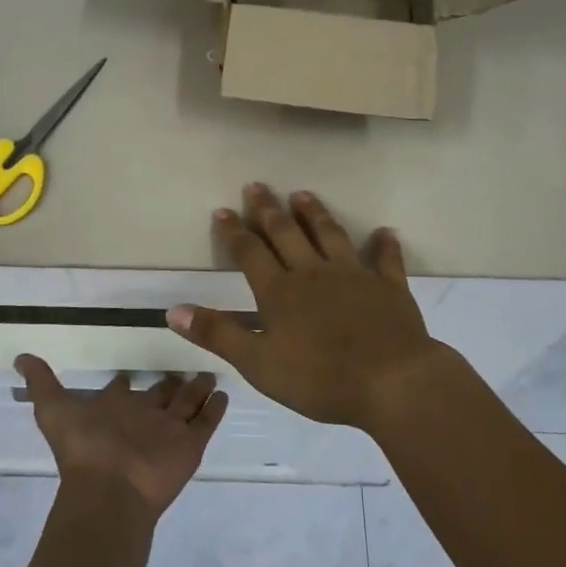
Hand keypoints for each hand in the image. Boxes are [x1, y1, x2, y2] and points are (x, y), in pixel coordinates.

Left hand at [13, 355, 227, 518]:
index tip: (131, 370)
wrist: (110, 488)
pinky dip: (215, 408)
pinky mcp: (190, 445)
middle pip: (160, 395)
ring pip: (187, 404)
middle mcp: (142, 418)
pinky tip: (224, 392)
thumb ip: (40, 382)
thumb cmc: (84, 447)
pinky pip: (207, 422)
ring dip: (197, 390)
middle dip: (170, 382)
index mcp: (113, 409)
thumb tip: (19, 357)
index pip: (121, 390)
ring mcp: (168, 432)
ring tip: (209, 373)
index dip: (124, 381)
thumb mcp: (54, 408)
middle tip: (184, 365)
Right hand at [166, 183, 461, 430]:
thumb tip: (174, 310)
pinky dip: (384, 246)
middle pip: (287, 234)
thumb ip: (218, 334)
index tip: (223, 210)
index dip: (234, 231)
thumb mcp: (258, 363)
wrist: (391, 381)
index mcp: (280, 291)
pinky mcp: (388, 288)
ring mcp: (354, 276)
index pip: (250, 252)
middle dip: (268, 209)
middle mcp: (313, 273)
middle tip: (257, 185)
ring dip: (315, 214)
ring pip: (330, 236)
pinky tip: (384, 232)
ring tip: (303, 194)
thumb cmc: (319, 378)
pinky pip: (386, 261)